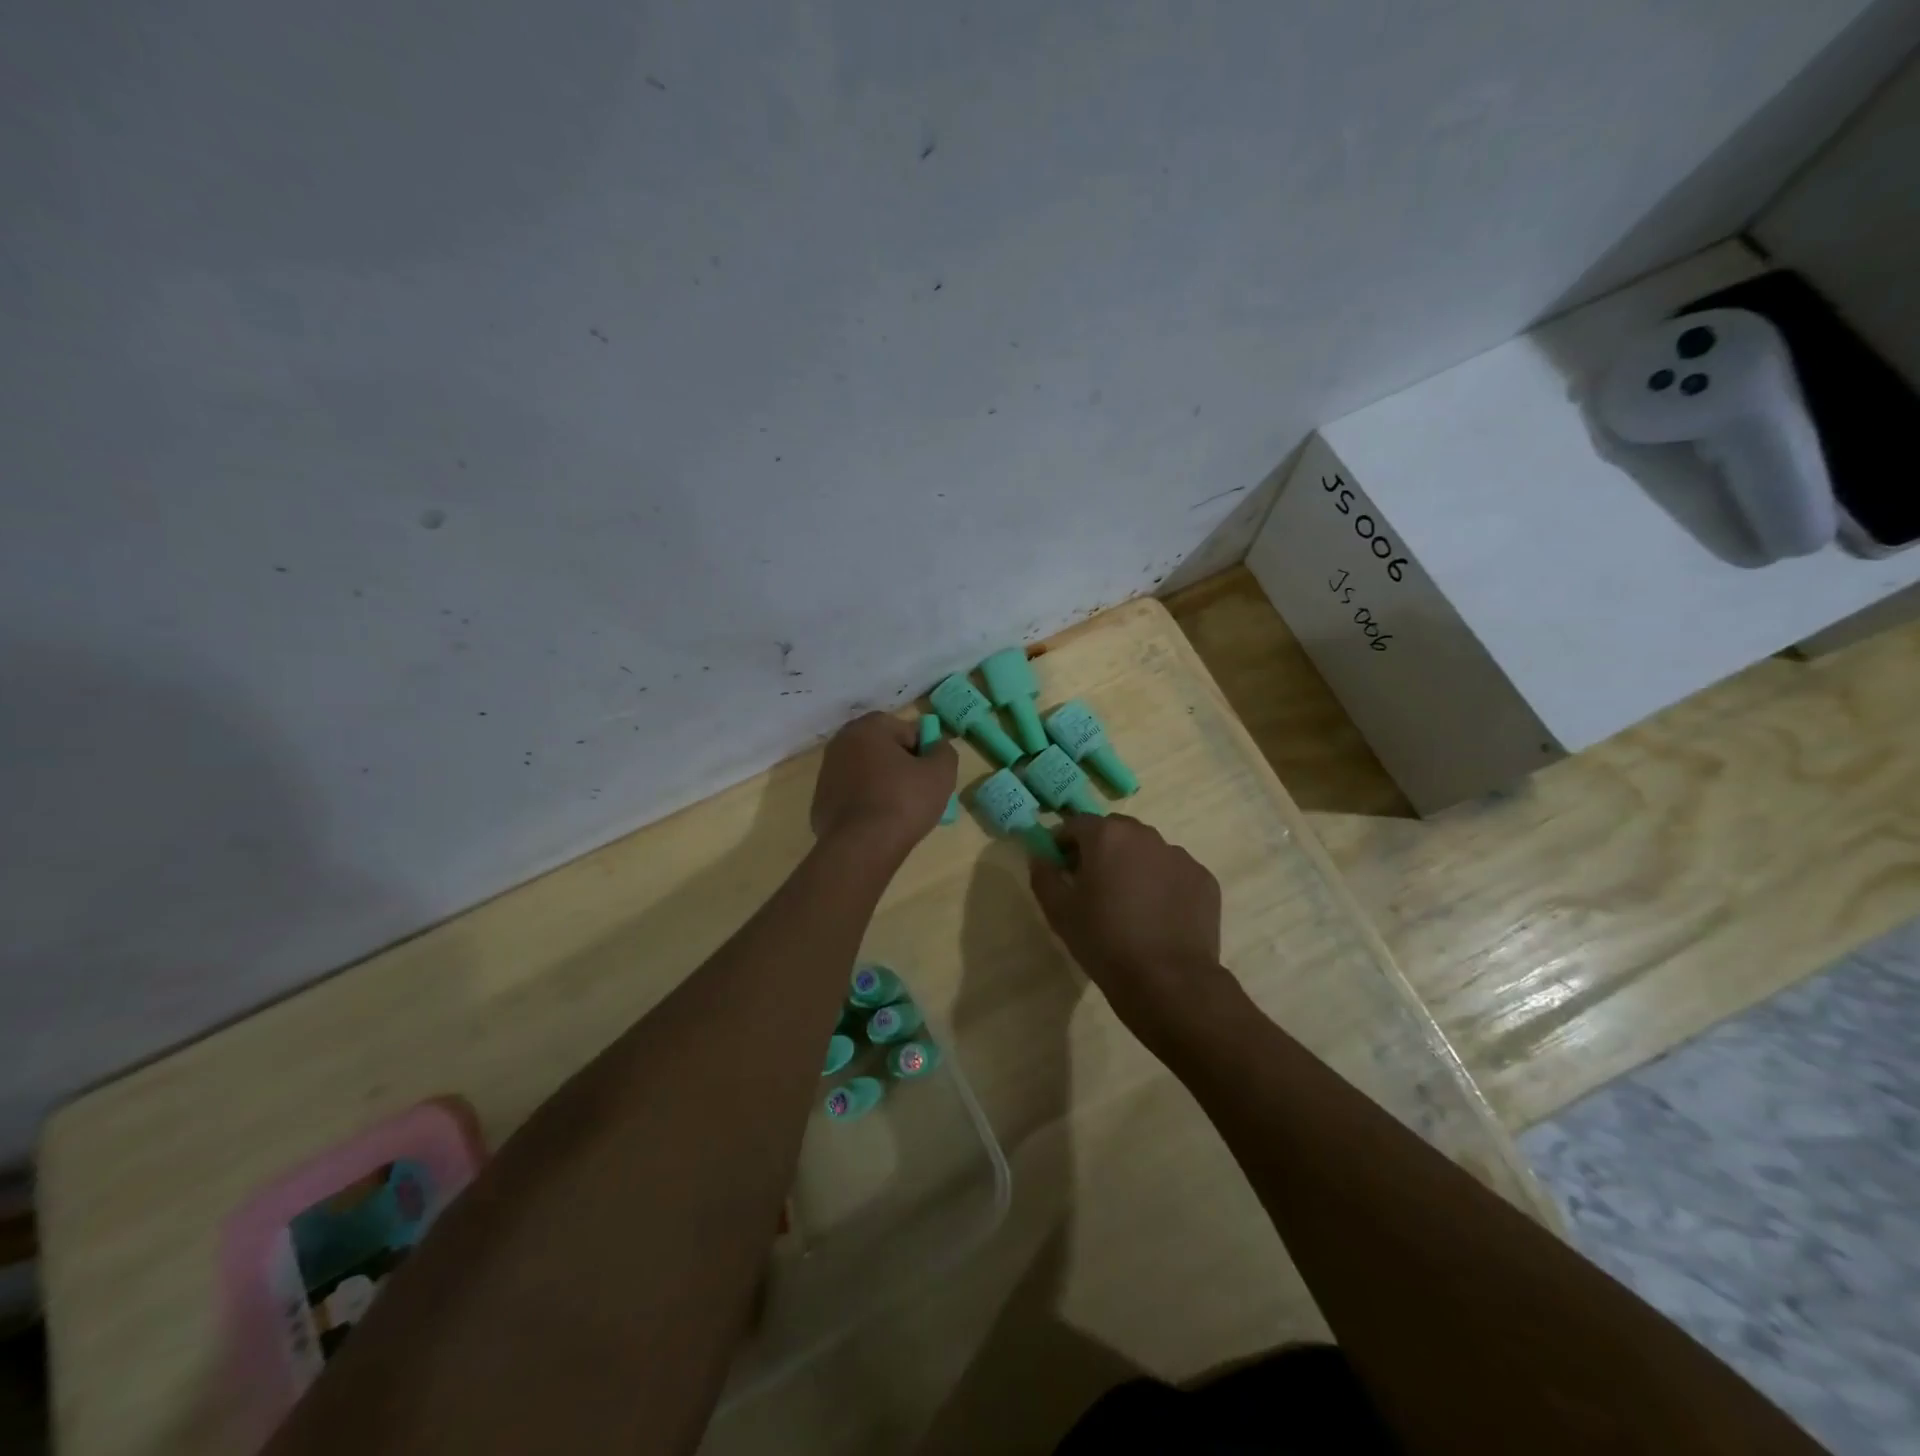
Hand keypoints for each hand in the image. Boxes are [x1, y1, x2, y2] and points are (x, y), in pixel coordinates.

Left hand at [811, 712, 956, 861]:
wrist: (860, 847)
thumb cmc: (903, 802)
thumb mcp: (941, 773)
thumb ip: (944, 751)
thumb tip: (936, 747)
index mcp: (867, 728)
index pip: (906, 730)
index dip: (923, 752)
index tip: (929, 775)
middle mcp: (841, 743)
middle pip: (883, 749)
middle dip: (902, 766)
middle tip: (918, 793)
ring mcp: (826, 773)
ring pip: (867, 772)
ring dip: (883, 784)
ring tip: (899, 811)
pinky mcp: (820, 801)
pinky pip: (852, 795)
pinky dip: (865, 803)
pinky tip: (877, 823)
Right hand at [1029, 814, 1230, 1042]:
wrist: (1168, 981)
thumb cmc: (1104, 941)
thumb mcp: (1059, 911)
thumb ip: (1044, 875)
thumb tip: (1040, 856)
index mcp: (1108, 836)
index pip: (1076, 824)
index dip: (1063, 843)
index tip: (1061, 868)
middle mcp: (1146, 835)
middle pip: (1115, 832)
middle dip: (1101, 850)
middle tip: (1094, 885)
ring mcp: (1180, 856)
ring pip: (1148, 851)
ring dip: (1134, 865)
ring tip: (1130, 904)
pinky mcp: (1204, 879)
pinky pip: (1174, 873)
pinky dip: (1163, 884)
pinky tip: (1158, 916)